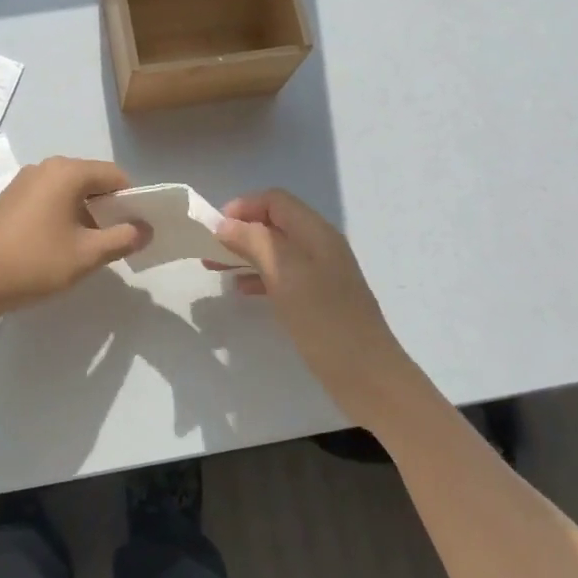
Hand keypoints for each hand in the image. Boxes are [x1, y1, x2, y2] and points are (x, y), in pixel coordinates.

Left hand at [0, 157, 150, 317]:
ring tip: (87, 249)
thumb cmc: (33, 264)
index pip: (115, 177)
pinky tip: (59, 246)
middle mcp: (46, 167)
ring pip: (70, 191)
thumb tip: (146, 228)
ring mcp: (24, 180)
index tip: (137, 231)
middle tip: (115, 243)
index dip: (132, 202)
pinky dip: (63, 215)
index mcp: (67, 172)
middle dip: (109, 209)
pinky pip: (49, 198)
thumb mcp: (86, 255)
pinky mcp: (10, 197)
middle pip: (92, 181)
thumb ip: (123, 238)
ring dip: (86, 214)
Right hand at [209, 190, 413, 417]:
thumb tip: (225, 224)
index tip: (215, 230)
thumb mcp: (285, 275)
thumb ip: (254, 242)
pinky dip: (258, 276)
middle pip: (274, 222)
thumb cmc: (324, 320)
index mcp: (315, 232)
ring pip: (275, 250)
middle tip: (210, 250)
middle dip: (240, 231)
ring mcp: (321, 273)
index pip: (275, 200)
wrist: (368, 376)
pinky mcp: (318, 298)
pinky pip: (282, 275)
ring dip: (245, 253)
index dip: (243, 207)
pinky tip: (241, 290)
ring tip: (215, 269)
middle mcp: (319, 245)